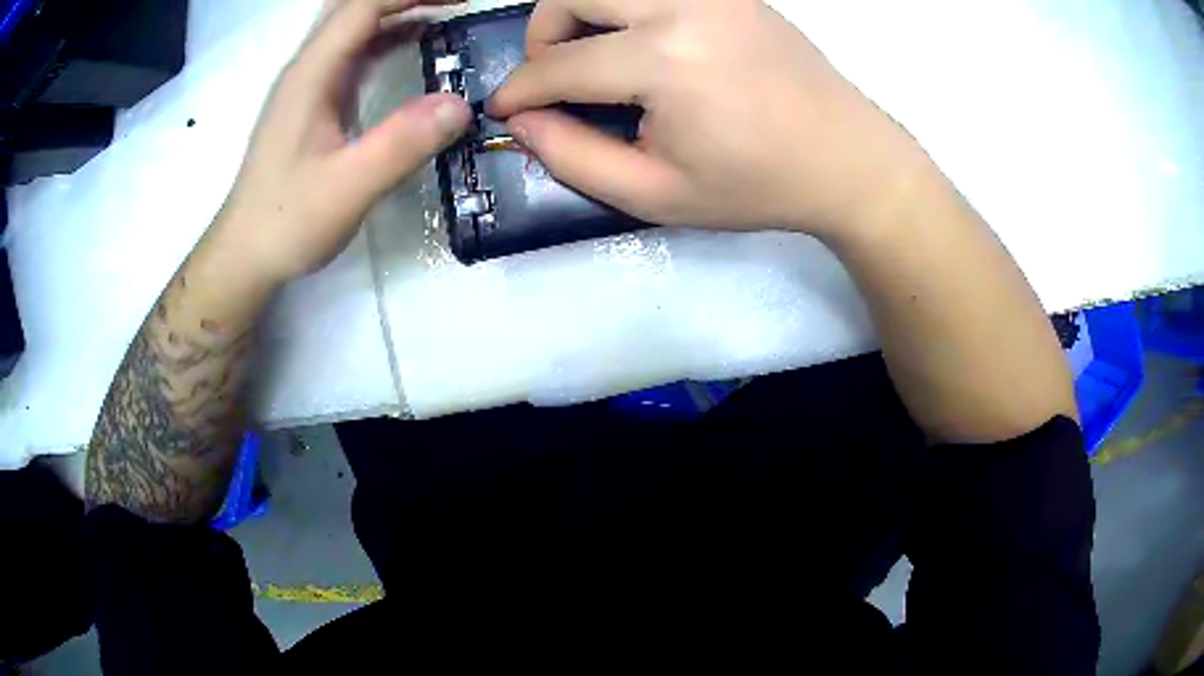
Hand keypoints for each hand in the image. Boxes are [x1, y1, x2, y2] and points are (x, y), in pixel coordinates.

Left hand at [213, 0, 471, 285]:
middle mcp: (307, 68)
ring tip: (446, 11)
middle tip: (455, 2)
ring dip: (398, 10)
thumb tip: (462, 105)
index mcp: (311, 75)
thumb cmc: (286, 222)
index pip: (362, 6)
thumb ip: (401, 144)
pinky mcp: (314, 101)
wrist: (244, 253)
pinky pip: (354, 50)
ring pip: (353, 25)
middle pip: (354, 6)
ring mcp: (309, 84)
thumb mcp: (347, 188)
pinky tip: (415, 44)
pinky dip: (387, 36)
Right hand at [489, 0, 928, 238]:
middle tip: (555, 76)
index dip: (519, 90)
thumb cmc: (756, 186)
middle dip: (543, 34)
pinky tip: (640, 42)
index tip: (504, 109)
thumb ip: (573, 157)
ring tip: (594, 55)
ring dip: (582, 12)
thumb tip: (522, 120)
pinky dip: (626, 8)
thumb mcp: (656, 195)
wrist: (846, 159)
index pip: (559, 65)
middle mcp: (683, 8)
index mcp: (665, 62)